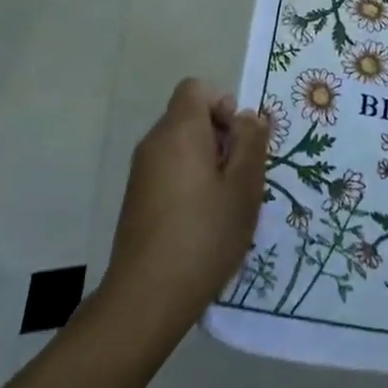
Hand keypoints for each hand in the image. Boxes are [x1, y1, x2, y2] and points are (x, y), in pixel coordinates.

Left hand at [100, 79, 267, 345]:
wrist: (146, 299)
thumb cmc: (204, 235)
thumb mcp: (244, 187)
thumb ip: (251, 142)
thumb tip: (249, 116)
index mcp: (179, 131)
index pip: (196, 88)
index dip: (222, 104)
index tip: (239, 141)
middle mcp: (154, 143)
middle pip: (189, 116)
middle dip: (220, 135)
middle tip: (241, 175)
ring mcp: (141, 172)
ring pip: (181, 145)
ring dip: (207, 161)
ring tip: (226, 201)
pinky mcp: (136, 199)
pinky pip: (169, 170)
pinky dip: (189, 181)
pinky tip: (203, 220)